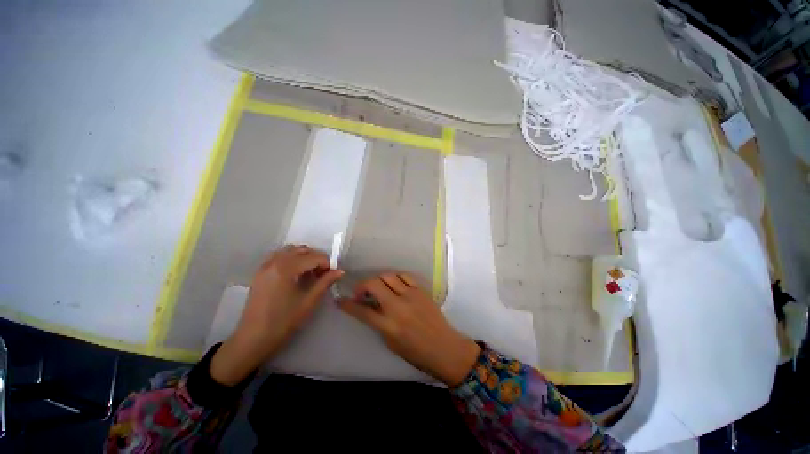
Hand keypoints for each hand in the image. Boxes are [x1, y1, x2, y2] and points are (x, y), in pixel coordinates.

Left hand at [210, 245, 342, 385]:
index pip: (314, 257)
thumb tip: (340, 271)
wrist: (253, 339)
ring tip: (310, 272)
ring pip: (290, 251)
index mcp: (286, 268)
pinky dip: (291, 259)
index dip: (327, 263)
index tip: (333, 274)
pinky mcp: (260, 272)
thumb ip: (325, 282)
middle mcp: (274, 262)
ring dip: (304, 256)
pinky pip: (279, 256)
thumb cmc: (283, 322)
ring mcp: (265, 266)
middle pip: (302, 250)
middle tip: (323, 273)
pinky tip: (296, 273)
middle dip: (316, 258)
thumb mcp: (308, 301)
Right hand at [338, 272, 480, 385]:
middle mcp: (398, 306)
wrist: (444, 347)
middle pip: (374, 284)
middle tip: (361, 293)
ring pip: (388, 275)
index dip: (348, 304)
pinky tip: (394, 284)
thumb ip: (378, 323)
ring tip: (378, 287)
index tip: (341, 300)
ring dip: (378, 280)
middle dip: (362, 286)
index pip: (362, 310)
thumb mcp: (391, 342)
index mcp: (388, 325)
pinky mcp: (421, 289)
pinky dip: (395, 277)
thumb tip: (368, 307)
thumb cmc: (416, 352)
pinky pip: (404, 275)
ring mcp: (411, 295)